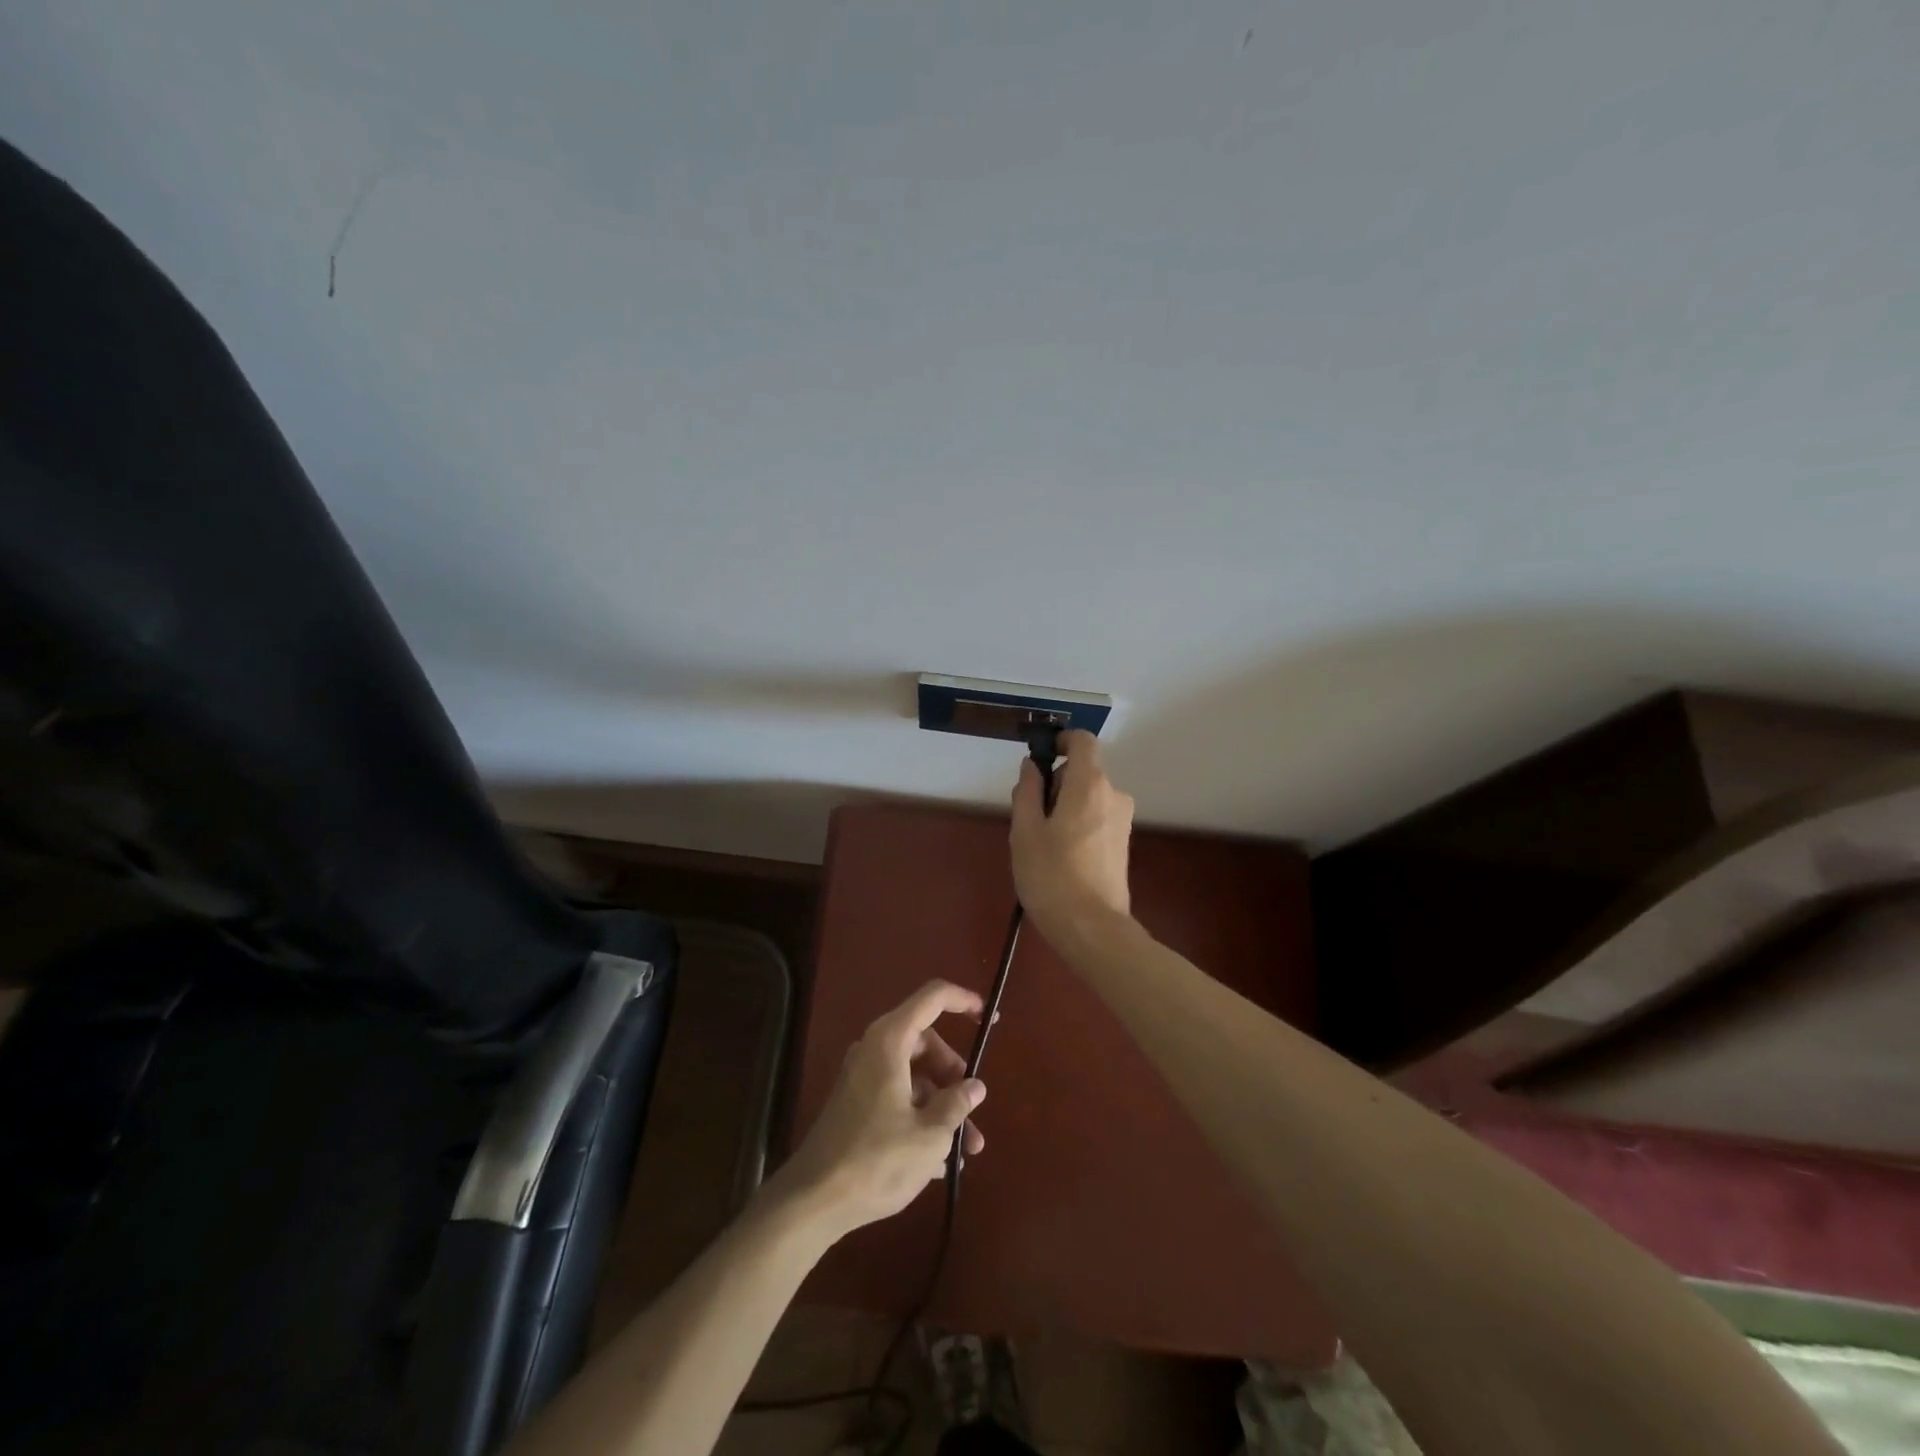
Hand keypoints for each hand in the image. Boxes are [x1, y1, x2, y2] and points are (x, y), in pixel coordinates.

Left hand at [770, 980, 986, 1239]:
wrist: (813, 1200)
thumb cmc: (877, 1160)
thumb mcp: (929, 1134)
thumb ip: (956, 1103)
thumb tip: (975, 1086)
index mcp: (890, 1041)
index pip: (932, 998)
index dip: (963, 1001)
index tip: (990, 1019)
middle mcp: (873, 1050)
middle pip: (926, 1043)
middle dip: (954, 1075)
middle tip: (973, 1107)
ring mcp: (862, 1078)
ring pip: (914, 1076)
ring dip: (942, 1106)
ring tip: (966, 1150)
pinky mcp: (856, 1106)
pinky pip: (897, 1097)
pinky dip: (921, 1118)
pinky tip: (940, 1163)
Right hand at [1010, 728, 1134, 946]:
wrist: (1092, 928)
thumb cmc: (1051, 875)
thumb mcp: (1025, 830)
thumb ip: (1027, 791)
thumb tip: (1032, 766)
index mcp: (1090, 784)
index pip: (1083, 741)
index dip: (1062, 741)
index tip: (1041, 758)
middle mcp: (1114, 795)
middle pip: (1083, 772)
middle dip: (1056, 784)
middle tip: (1030, 817)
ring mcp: (1123, 821)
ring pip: (1089, 797)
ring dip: (1066, 807)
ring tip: (1043, 843)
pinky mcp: (1123, 844)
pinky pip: (1097, 818)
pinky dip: (1078, 824)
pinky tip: (1062, 857)